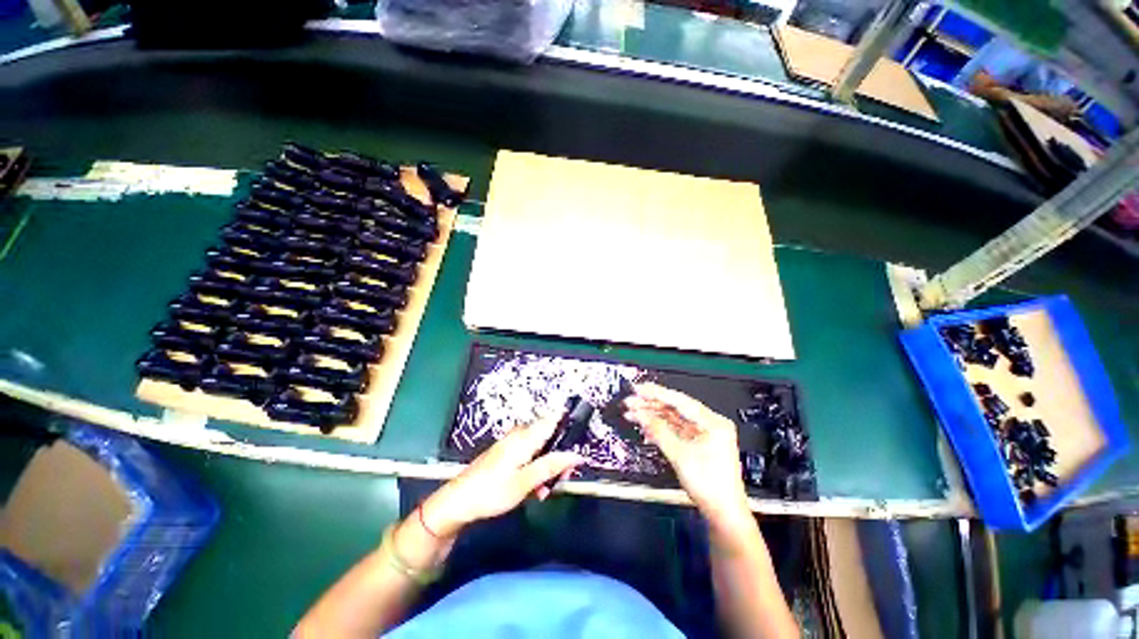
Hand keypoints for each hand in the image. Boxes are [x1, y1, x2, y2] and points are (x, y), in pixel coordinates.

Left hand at [420, 418, 583, 537]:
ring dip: (546, 466)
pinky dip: (534, 469)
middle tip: (562, 478)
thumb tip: (575, 455)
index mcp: (524, 438)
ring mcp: (511, 445)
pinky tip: (532, 489)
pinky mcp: (505, 454)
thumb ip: (551, 467)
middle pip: (547, 437)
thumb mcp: (525, 483)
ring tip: (544, 490)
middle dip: (558, 455)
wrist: (458, 502)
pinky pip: (527, 456)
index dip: (567, 423)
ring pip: (539, 449)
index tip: (579, 435)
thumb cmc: (491, 492)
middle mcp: (518, 436)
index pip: (551, 420)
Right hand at [624, 383, 750, 528]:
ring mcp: (703, 434)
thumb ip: (659, 431)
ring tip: (632, 412)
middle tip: (631, 401)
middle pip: (676, 408)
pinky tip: (645, 425)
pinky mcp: (697, 443)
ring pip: (673, 418)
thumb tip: (641, 414)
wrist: (723, 514)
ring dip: (653, 415)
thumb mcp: (680, 455)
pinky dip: (660, 427)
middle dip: (651, 404)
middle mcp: (709, 424)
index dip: (657, 393)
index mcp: (713, 422)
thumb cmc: (709, 485)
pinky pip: (675, 429)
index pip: (680, 401)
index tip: (639, 389)